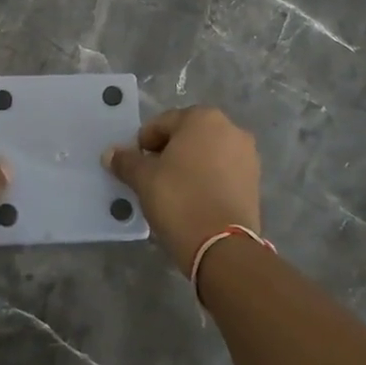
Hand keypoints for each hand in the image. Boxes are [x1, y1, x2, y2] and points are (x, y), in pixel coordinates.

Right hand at [103, 106, 261, 273]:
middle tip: (150, 176)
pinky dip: (206, 179)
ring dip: (188, 166)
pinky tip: (192, 200)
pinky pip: (222, 172)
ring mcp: (247, 155)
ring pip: (207, 154)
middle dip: (168, 152)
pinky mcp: (255, 181)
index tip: (134, 164)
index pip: (162, 123)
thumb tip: (110, 153)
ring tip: (171, 190)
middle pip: (187, 135)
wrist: (222, 246)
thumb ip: (126, 161)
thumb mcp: (144, 179)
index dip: (143, 142)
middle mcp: (231, 129)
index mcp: (203, 118)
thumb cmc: (179, 199)